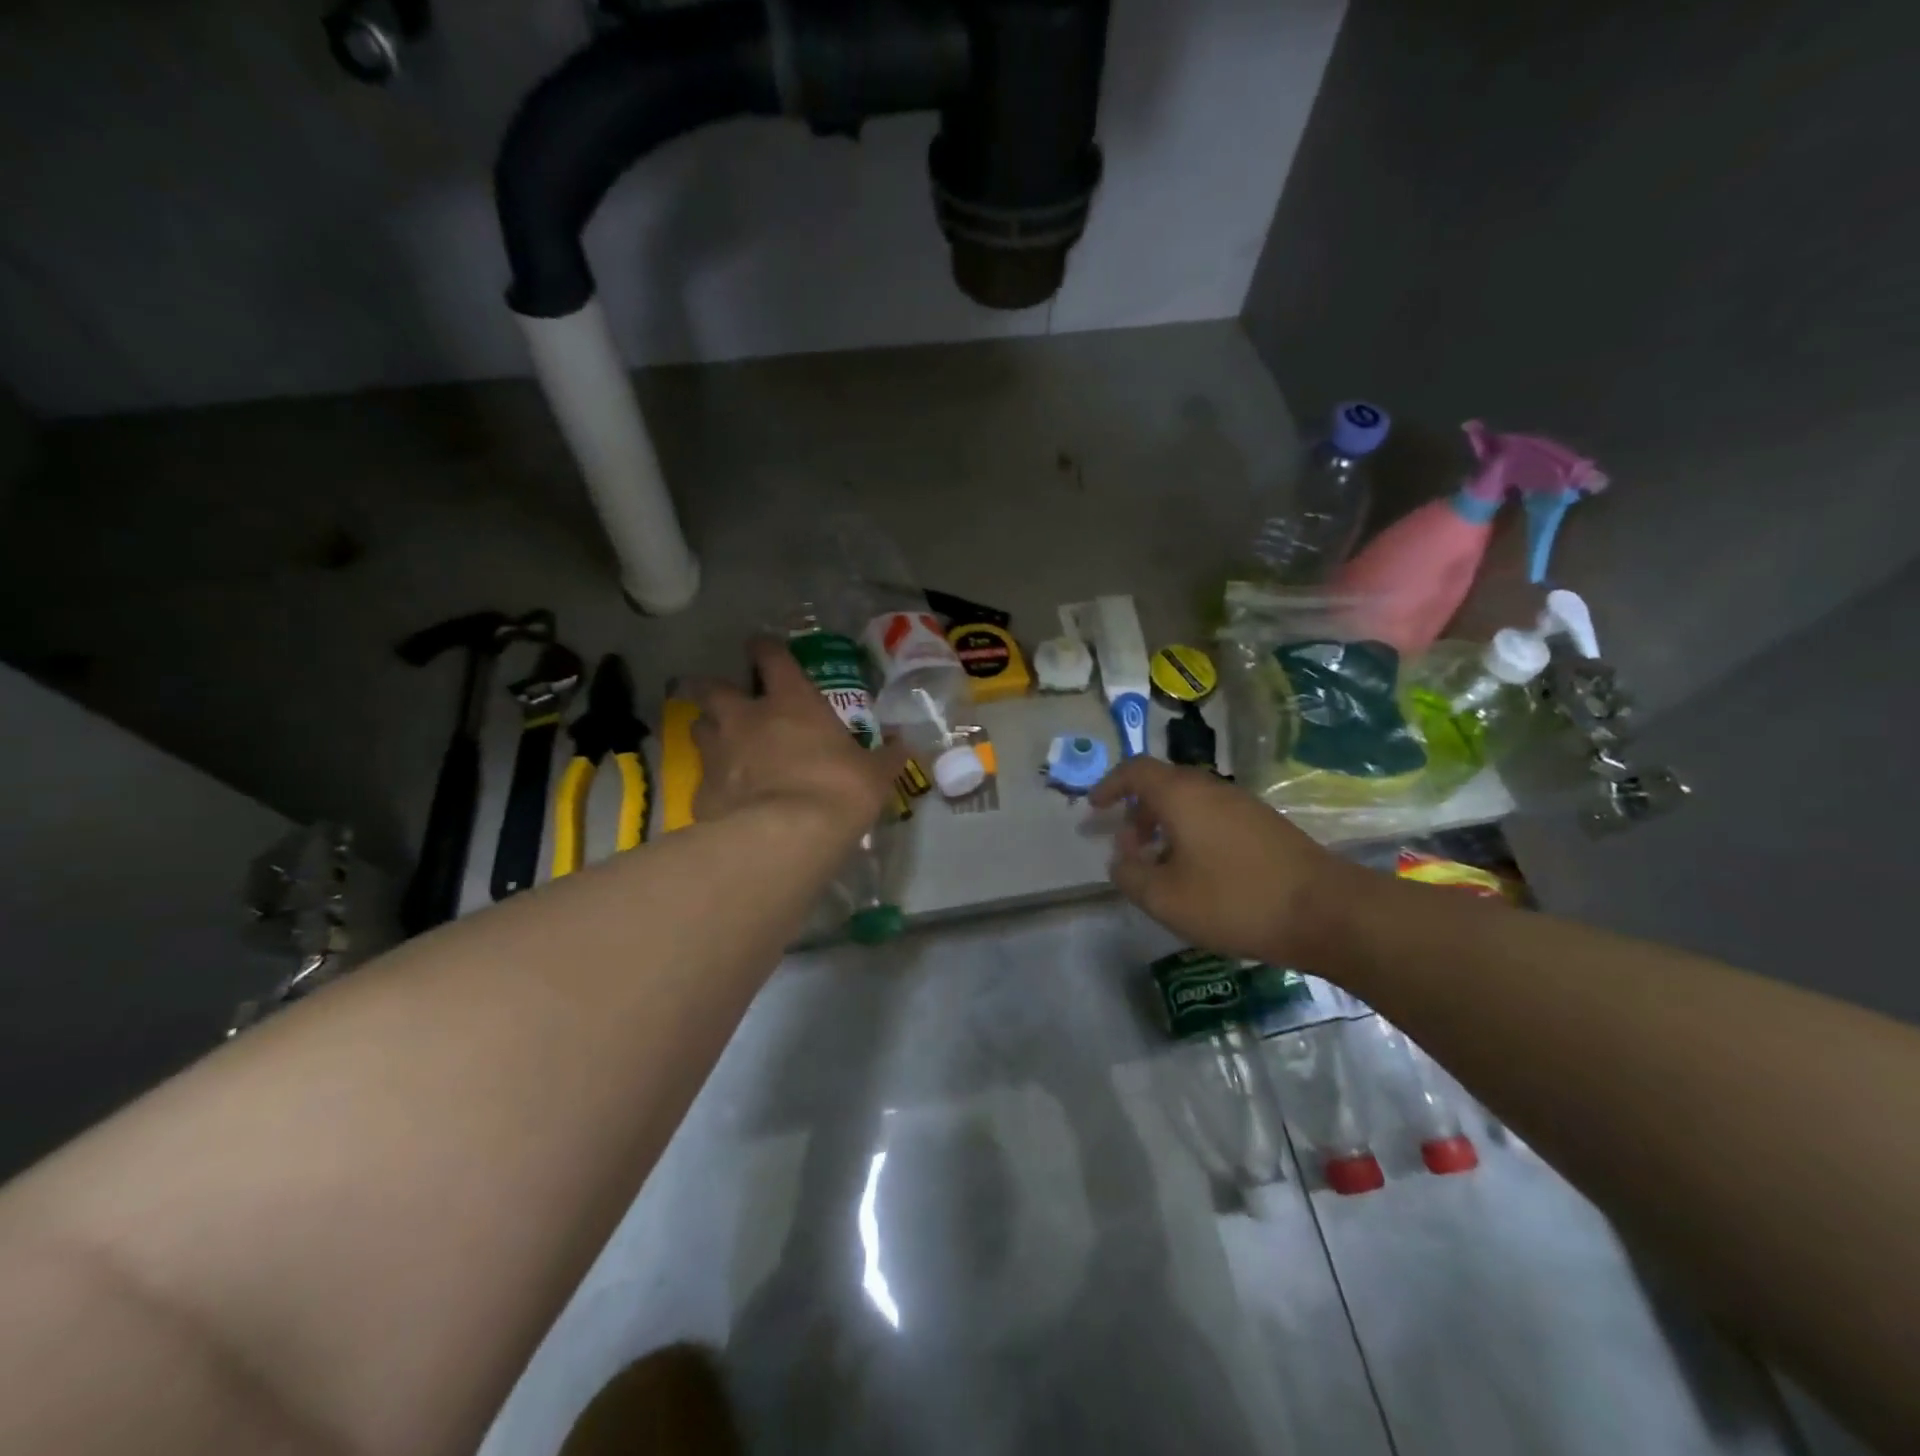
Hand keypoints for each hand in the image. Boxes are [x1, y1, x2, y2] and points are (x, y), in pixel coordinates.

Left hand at [686, 637, 906, 832]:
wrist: (788, 835)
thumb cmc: (839, 789)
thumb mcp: (875, 774)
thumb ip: (885, 757)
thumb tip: (903, 746)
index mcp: (791, 701)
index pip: (771, 658)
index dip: (763, 648)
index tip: (759, 646)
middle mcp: (746, 718)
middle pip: (713, 688)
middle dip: (713, 688)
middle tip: (722, 697)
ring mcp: (719, 753)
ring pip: (698, 727)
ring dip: (708, 730)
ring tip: (718, 743)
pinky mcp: (703, 791)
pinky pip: (703, 779)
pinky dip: (712, 782)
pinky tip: (724, 797)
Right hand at [1090, 757, 1359, 964]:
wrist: (1326, 911)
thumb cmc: (1235, 900)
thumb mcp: (1165, 898)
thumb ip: (1130, 875)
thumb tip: (1121, 858)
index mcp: (1182, 795)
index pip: (1135, 770)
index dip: (1109, 785)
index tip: (1095, 808)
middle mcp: (1211, 788)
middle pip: (1163, 785)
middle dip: (1137, 812)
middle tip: (1127, 847)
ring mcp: (1242, 804)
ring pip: (1190, 802)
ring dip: (1165, 825)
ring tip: (1160, 865)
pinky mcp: (1264, 824)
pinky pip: (1213, 816)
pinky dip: (1192, 833)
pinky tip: (1198, 872)